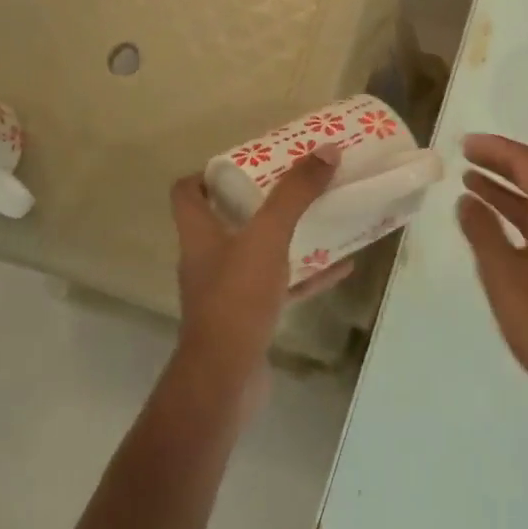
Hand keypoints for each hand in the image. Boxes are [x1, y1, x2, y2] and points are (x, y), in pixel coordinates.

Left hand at [171, 143, 353, 395]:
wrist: (226, 377)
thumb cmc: (237, 297)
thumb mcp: (268, 236)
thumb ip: (295, 194)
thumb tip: (326, 151)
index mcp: (199, 233)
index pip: (187, 192)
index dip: (208, 173)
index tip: (245, 162)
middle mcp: (207, 259)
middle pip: (226, 220)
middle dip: (261, 200)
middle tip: (295, 183)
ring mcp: (228, 291)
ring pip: (258, 253)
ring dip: (287, 236)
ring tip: (322, 217)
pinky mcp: (249, 317)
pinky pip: (281, 286)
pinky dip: (306, 275)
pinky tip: (340, 267)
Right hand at [456, 134, 527, 480]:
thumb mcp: (505, 277)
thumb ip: (482, 233)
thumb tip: (467, 200)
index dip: (496, 150)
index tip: (463, 144)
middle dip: (501, 167)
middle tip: (464, 158)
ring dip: (506, 195)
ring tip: (470, 186)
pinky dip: (517, 223)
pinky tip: (495, 232)